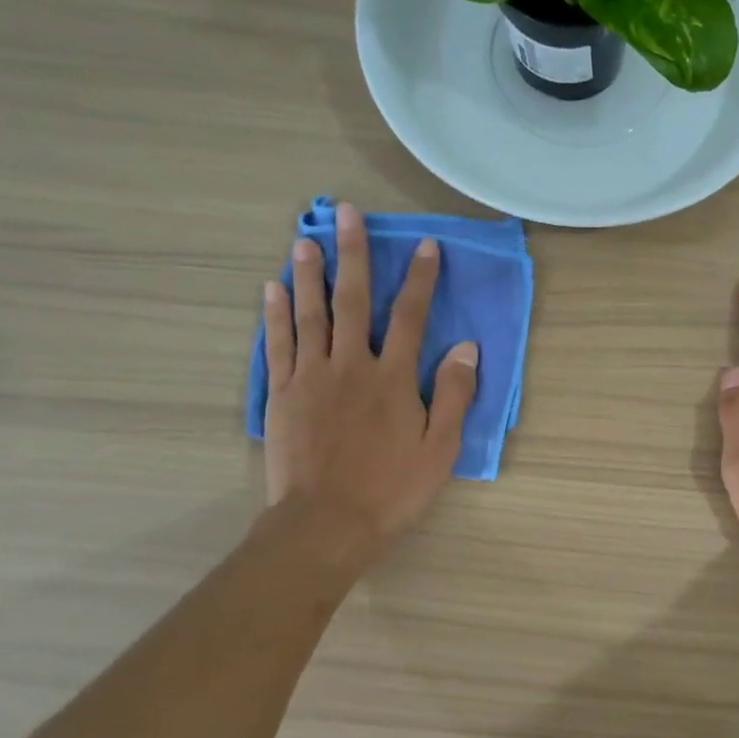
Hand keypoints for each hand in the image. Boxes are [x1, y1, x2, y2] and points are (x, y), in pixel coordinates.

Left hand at [261, 202, 477, 572]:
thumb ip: (452, 394)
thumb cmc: (391, 489)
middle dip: (354, 254)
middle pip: (354, 301)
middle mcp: (351, 365)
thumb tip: (466, 347)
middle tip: (346, 214)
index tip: (425, 246)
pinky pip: (279, 344)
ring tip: (305, 239)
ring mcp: (312, 377)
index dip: (420, 279)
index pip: (411, 317)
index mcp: (393, 378)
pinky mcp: (283, 394)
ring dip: (309, 274)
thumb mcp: (439, 449)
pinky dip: (275, 314)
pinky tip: (272, 289)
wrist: (326, 523)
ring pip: (310, 314)